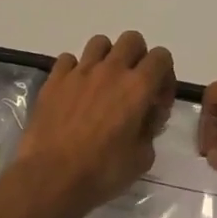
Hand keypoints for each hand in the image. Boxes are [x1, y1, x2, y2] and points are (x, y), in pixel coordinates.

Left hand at [16, 31, 175, 211]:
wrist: (51, 177)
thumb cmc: (102, 172)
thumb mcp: (142, 159)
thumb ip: (150, 130)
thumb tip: (145, 117)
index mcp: (138, 87)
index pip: (161, 57)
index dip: (165, 76)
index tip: (157, 101)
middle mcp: (110, 70)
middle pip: (131, 40)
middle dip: (138, 57)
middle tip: (133, 86)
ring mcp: (79, 72)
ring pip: (100, 43)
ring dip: (107, 58)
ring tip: (102, 84)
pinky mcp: (54, 80)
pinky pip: (68, 59)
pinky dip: (75, 69)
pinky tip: (74, 91)